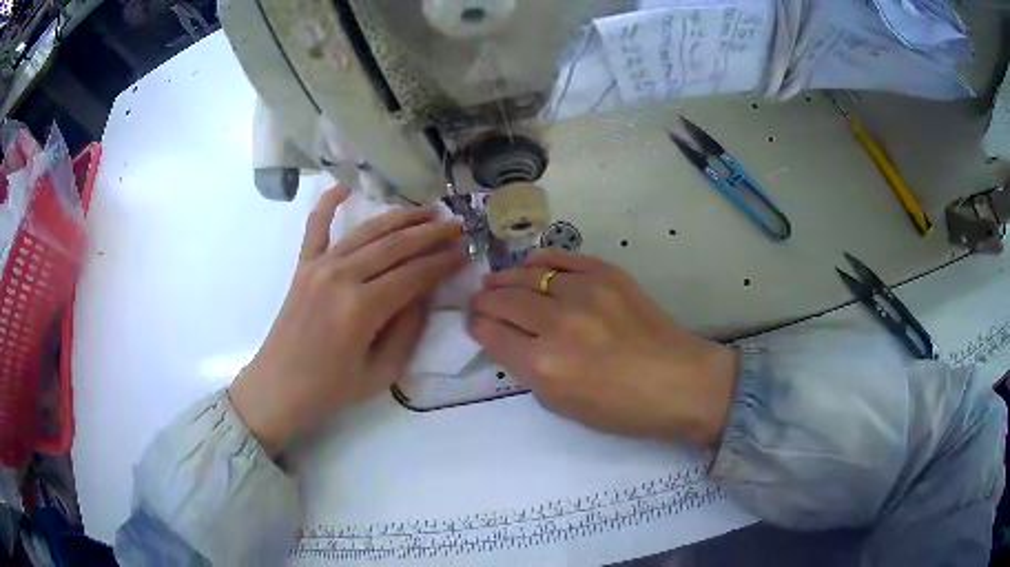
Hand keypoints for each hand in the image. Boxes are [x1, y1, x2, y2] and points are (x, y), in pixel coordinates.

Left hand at [230, 187, 466, 454]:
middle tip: (457, 226)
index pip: (414, 275)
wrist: (278, 388)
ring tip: (428, 211)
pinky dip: (328, 203)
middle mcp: (341, 277)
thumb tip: (426, 292)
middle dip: (431, 234)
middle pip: (395, 246)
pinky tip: (344, 186)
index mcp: (361, 309)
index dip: (443, 262)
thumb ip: (408, 329)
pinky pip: (316, 227)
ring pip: (367, 232)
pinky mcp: (303, 266)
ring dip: (400, 219)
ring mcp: (319, 267)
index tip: (465, 252)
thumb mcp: (382, 372)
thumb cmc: (331, 389)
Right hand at [469, 250, 737, 448]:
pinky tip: (532, 265)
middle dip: (485, 300)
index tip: (474, 323)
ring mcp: (585, 293)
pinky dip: (541, 260)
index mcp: (544, 366)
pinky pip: (562, 258)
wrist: (679, 383)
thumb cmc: (622, 409)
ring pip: (528, 274)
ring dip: (506, 278)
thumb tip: (509, 340)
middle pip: (504, 299)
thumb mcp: (563, 405)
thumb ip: (529, 371)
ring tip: (497, 281)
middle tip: (480, 301)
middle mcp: (558, 324)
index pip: (492, 333)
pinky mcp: (607, 274)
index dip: (477, 326)